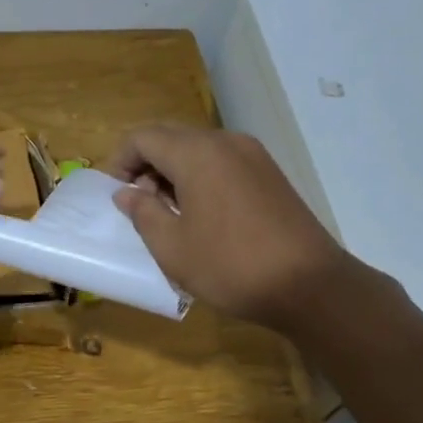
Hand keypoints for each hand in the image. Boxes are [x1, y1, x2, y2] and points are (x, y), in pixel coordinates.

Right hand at [107, 124, 344, 332]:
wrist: (309, 285)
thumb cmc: (230, 266)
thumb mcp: (172, 247)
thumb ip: (143, 213)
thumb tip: (127, 193)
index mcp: (197, 154)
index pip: (143, 137)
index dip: (119, 160)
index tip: (113, 194)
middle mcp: (226, 142)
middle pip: (171, 137)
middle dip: (145, 164)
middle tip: (138, 204)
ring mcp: (253, 155)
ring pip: (198, 149)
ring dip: (173, 172)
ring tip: (168, 213)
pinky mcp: (270, 174)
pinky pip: (222, 162)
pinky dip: (200, 177)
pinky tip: (201, 215)